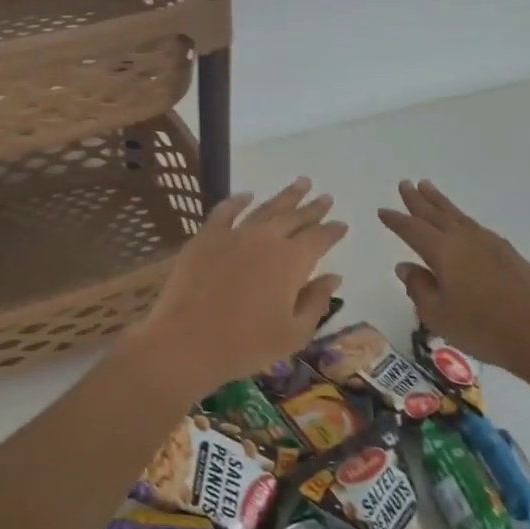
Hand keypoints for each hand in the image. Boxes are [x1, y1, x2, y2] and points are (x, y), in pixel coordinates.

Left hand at [124, 177, 346, 395]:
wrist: (187, 342)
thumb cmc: (246, 345)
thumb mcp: (293, 333)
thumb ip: (316, 302)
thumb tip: (333, 278)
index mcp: (292, 261)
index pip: (319, 238)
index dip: (332, 231)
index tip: (342, 224)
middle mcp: (266, 239)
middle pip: (295, 217)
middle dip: (312, 207)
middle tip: (325, 197)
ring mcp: (234, 234)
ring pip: (265, 208)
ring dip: (285, 196)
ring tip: (300, 183)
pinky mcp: (206, 237)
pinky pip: (225, 211)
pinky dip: (237, 201)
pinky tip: (247, 195)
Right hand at [378, 179, 529, 385]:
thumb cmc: (483, 329)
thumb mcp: (439, 315)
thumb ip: (419, 288)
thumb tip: (406, 266)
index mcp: (444, 252)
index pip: (413, 230)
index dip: (397, 220)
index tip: (383, 210)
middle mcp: (466, 240)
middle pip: (437, 214)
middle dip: (418, 200)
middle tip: (405, 184)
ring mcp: (491, 244)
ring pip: (459, 216)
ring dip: (441, 202)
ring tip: (429, 188)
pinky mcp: (510, 254)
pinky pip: (476, 227)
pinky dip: (462, 219)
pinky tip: (463, 224)